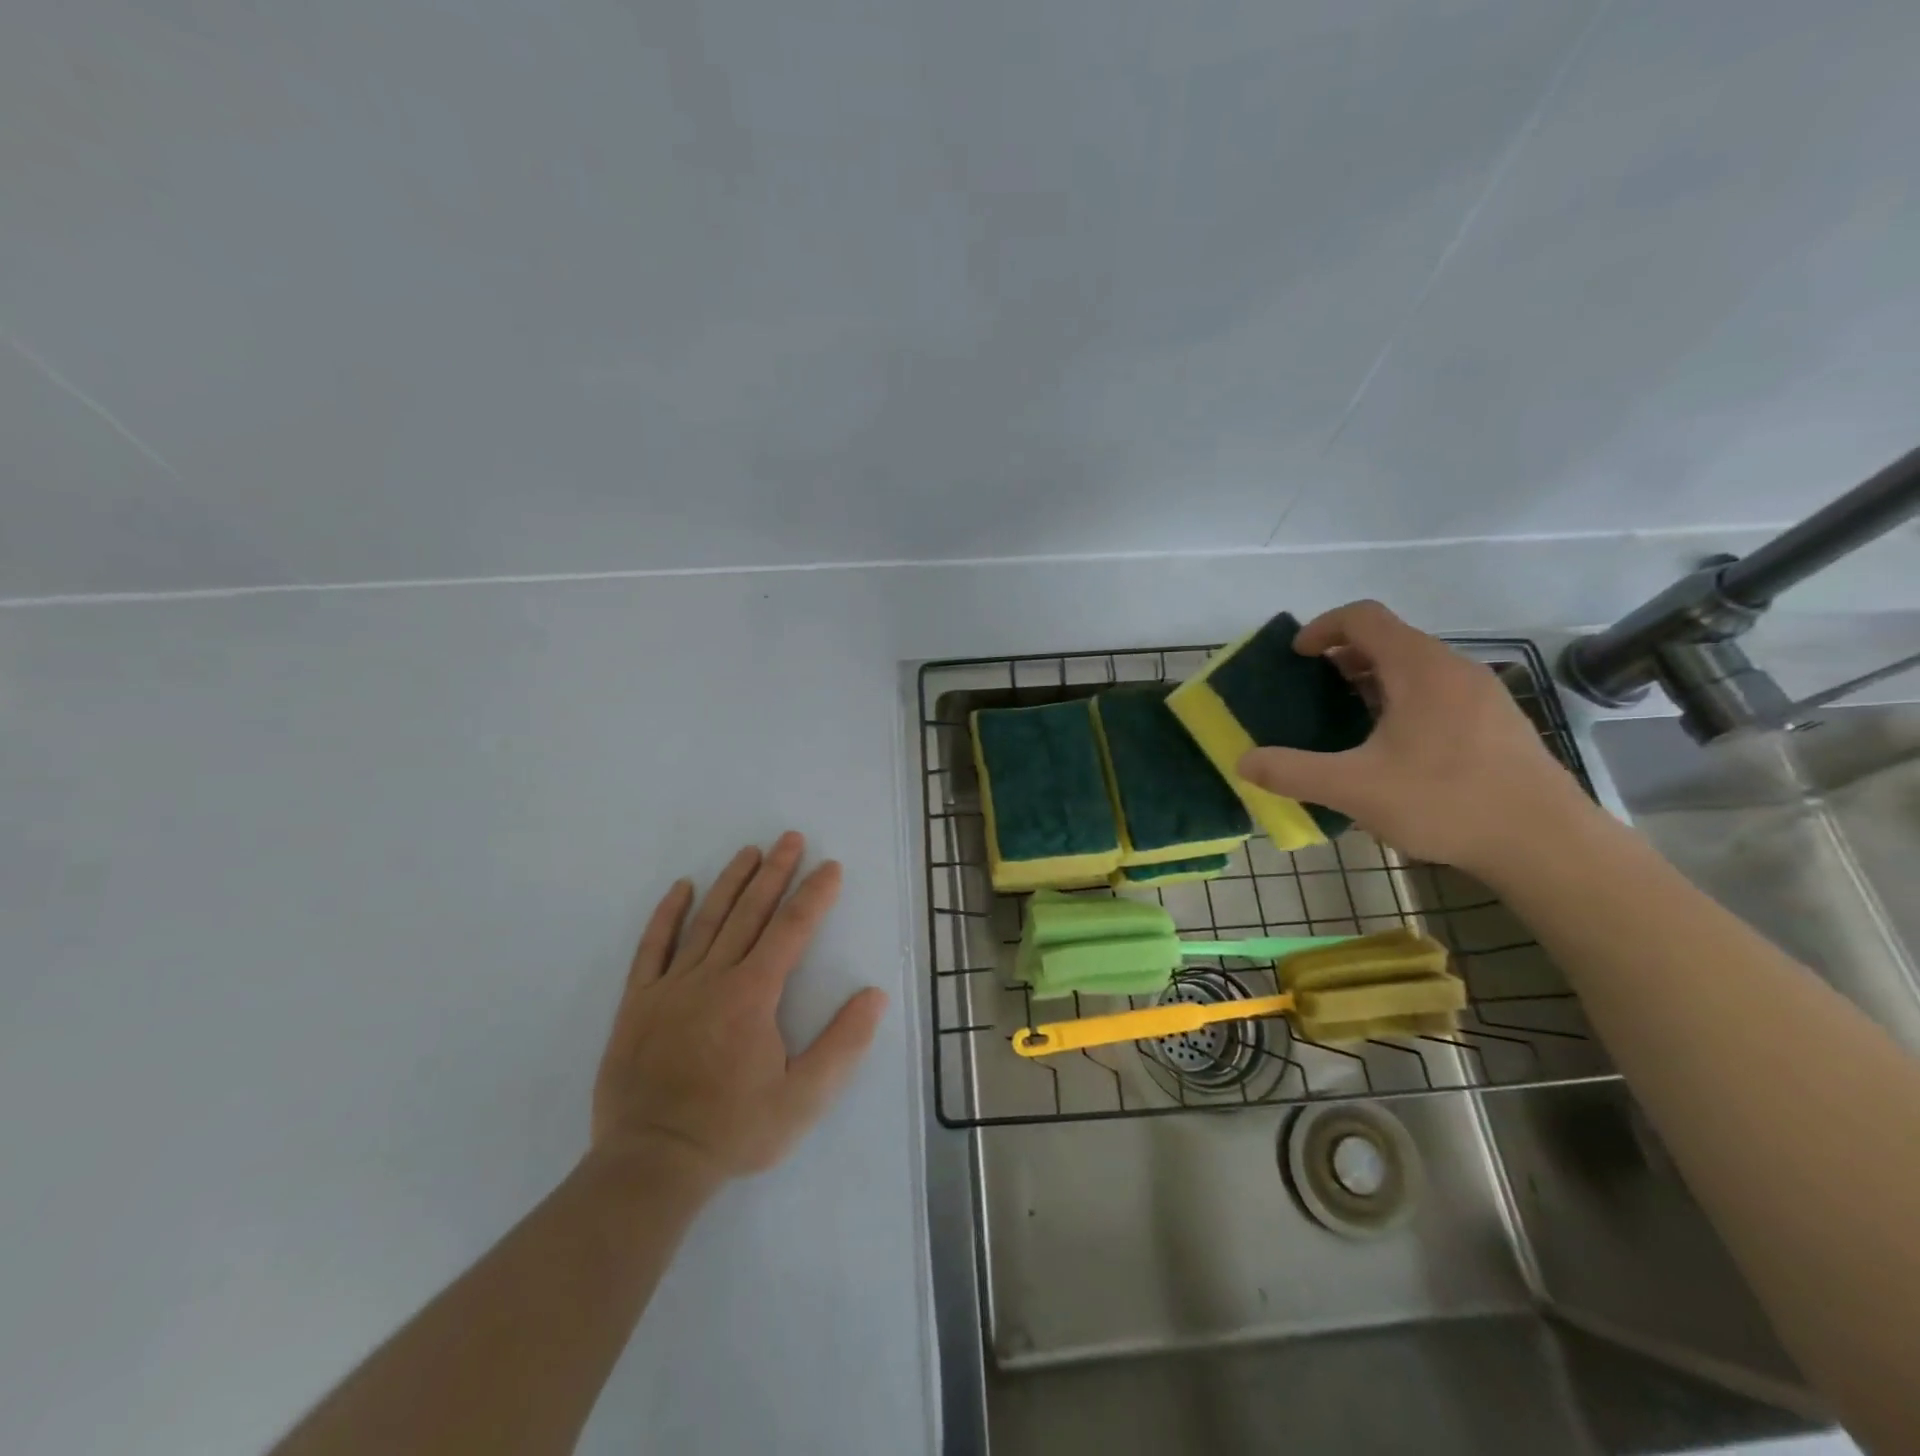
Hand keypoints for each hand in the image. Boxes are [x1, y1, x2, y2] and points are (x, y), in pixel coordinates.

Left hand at [590, 832, 886, 1183]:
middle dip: (775, 873)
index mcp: (753, 995)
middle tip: (791, 838)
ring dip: (731, 882)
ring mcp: (671, 986)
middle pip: (750, 913)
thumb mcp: (804, 1099)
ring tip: (750, 852)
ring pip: (707, 921)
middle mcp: (713, 977)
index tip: (830, 867)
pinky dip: (667, 915)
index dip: (814, 895)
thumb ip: (843, 1044)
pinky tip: (681, 889)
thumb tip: (874, 994)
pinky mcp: (639, 1002)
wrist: (651, 1164)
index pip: (791, 930)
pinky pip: (653, 948)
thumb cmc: (734, 1130)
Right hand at [1236, 601, 1596, 874]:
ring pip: (1415, 667)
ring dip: (1372, 680)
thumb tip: (1243, 761)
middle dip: (1342, 657)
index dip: (1321, 627)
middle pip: (1389, 640)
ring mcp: (1482, 694)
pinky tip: (1392, 748)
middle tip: (1311, 692)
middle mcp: (1454, 669)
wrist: (1546, 843)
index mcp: (1420, 668)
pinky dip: (1401, 700)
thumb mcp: (1354, 788)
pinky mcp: (1497, 722)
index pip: (1364, 617)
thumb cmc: (1446, 802)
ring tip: (1345, 719)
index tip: (1295, 657)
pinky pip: (1437, 692)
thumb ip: (1292, 771)